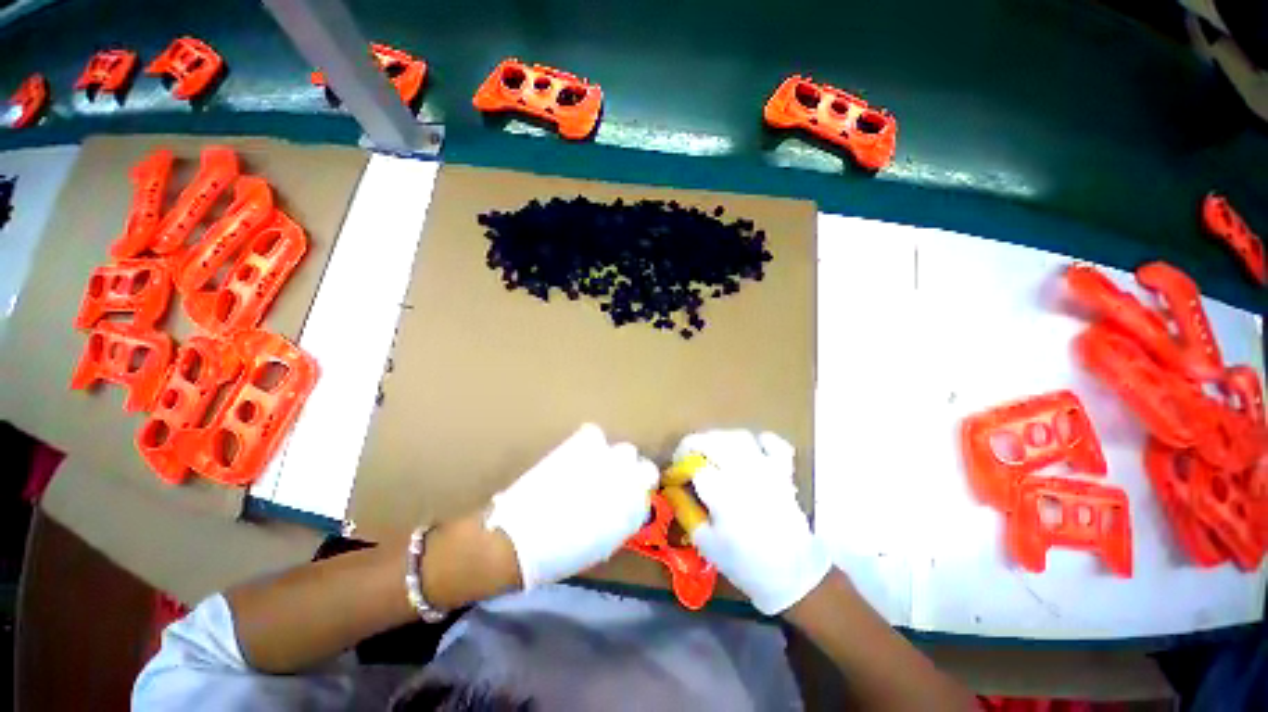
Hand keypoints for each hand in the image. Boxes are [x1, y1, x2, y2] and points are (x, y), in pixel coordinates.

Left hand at [485, 423, 658, 588]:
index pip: (648, 493)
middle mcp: (626, 483)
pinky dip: (590, 442)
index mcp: (630, 511)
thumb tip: (622, 505)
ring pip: (624, 450)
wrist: (520, 541)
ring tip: (596, 465)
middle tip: (613, 479)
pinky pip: (594, 434)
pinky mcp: (581, 448)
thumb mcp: (599, 545)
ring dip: (614, 458)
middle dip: (631, 472)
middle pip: (642, 466)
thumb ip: (618, 521)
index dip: (639, 491)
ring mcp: (605, 462)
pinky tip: (580, 453)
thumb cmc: (559, 555)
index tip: (628, 494)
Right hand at [675, 429, 830, 614]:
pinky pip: (774, 443)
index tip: (673, 476)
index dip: (678, 468)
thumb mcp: (707, 544)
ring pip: (738, 437)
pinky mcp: (784, 472)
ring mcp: (766, 470)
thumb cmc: (746, 563)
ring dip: (720, 439)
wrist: (795, 576)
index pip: (693, 467)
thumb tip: (672, 490)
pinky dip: (761, 441)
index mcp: (723, 494)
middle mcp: (743, 474)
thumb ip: (686, 512)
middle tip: (686, 456)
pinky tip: (751, 450)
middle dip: (693, 444)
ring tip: (713, 451)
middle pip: (713, 442)